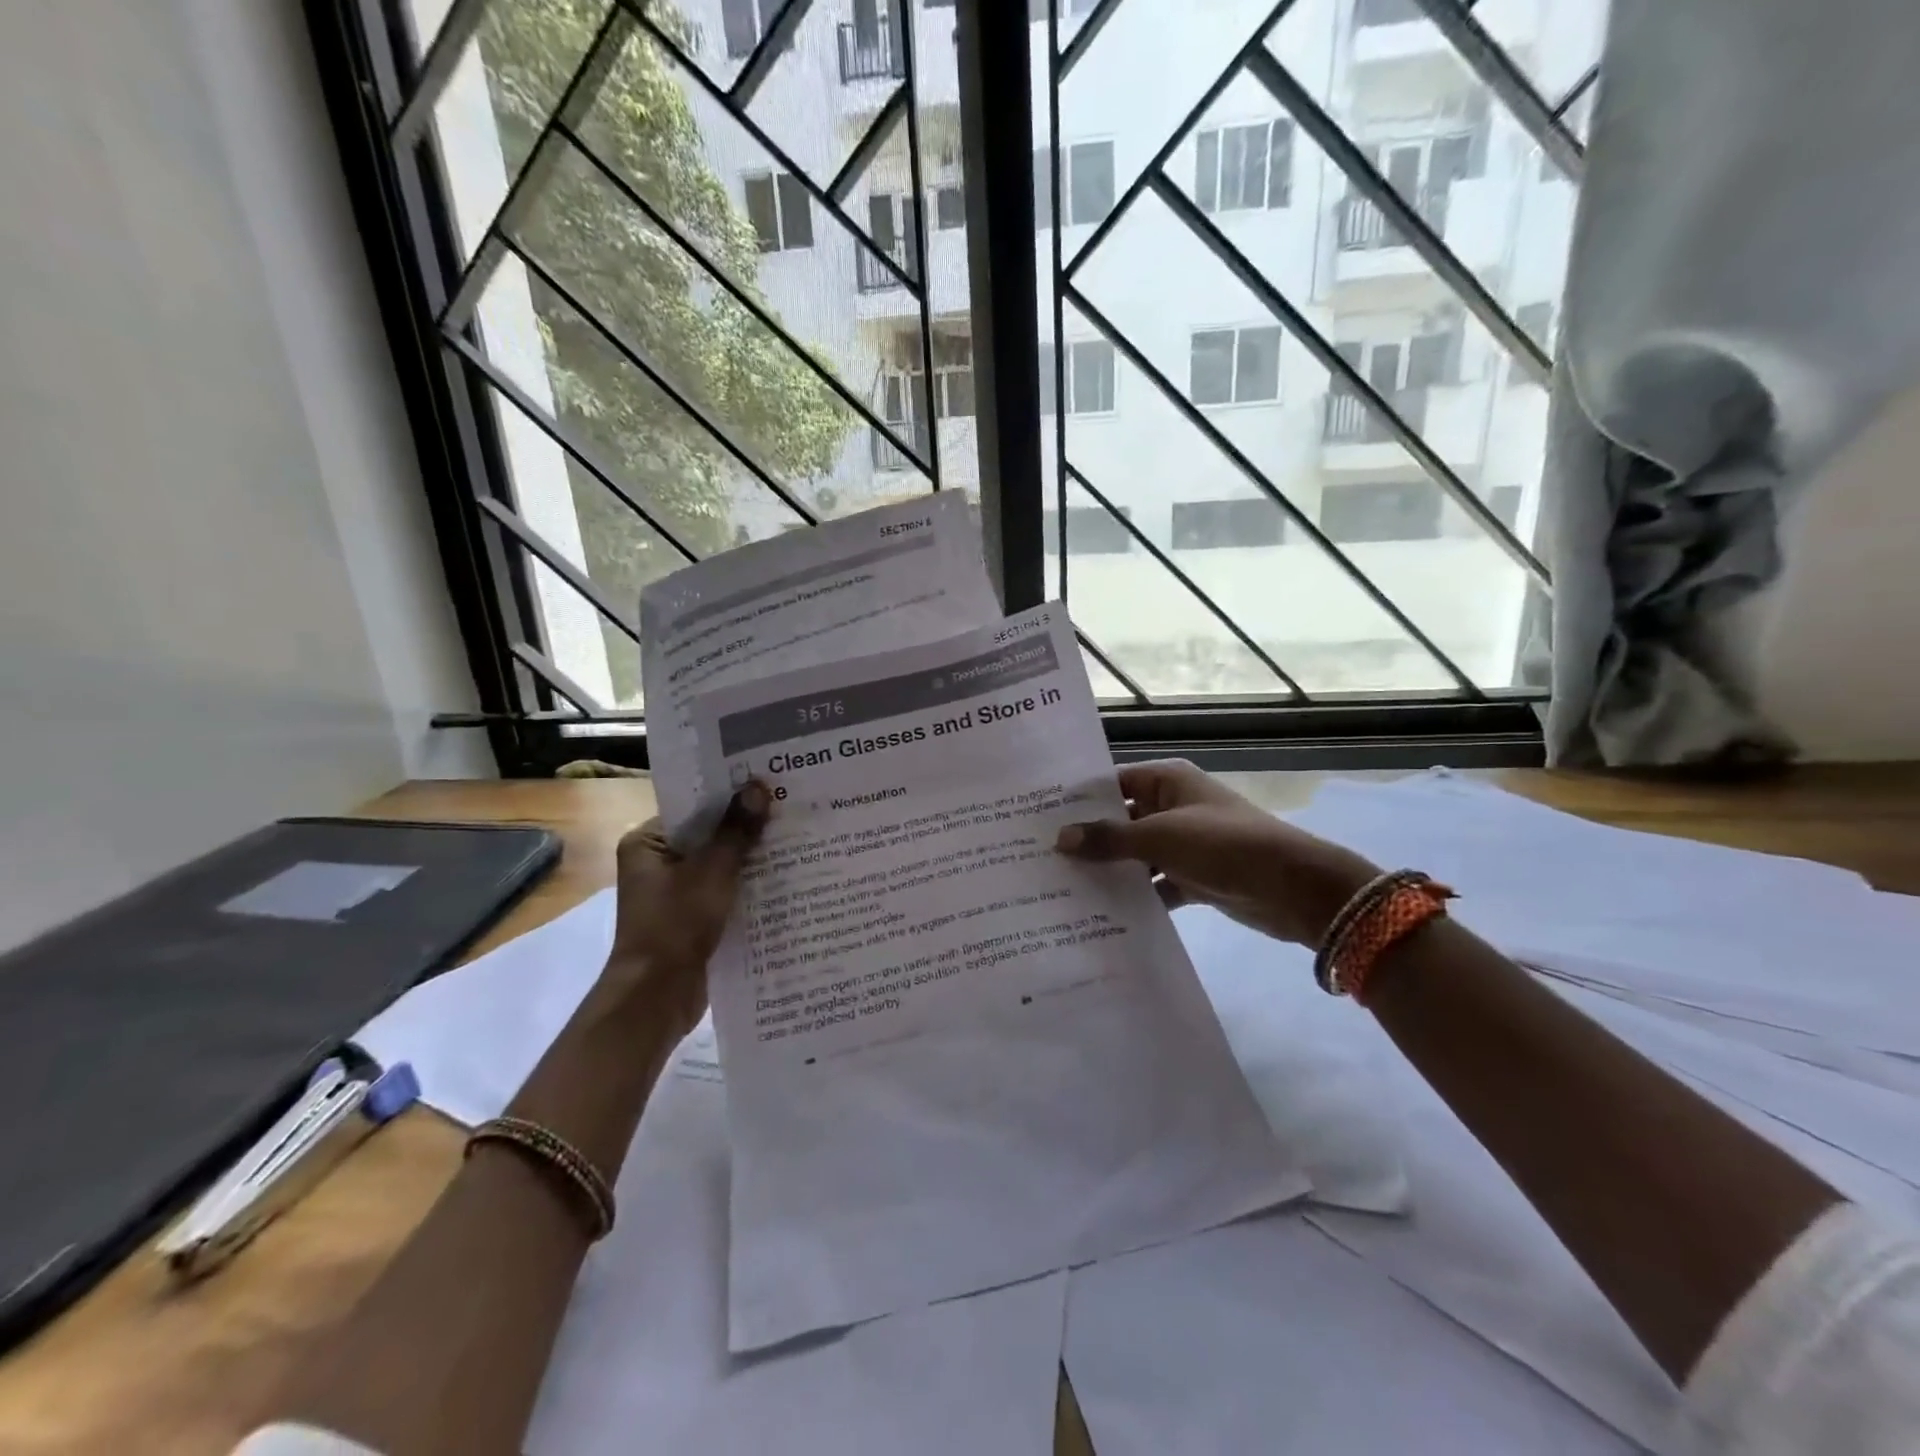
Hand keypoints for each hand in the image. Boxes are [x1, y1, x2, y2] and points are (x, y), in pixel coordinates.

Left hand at [598, 782, 771, 1035]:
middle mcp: (658, 863)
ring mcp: (676, 893)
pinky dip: (749, 886)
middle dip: (748, 827)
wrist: (658, 997)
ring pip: (721, 865)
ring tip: (798, 838)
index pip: (694, 807)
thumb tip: (758, 786)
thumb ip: (737, 830)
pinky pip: (725, 891)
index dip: (731, 796)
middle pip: (710, 835)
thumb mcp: (712, 872)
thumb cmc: (676, 925)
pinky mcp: (693, 918)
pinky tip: (786, 878)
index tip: (769, 783)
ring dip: (752, 859)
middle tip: (792, 808)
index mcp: (648, 843)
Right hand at [1055, 760, 1378, 946]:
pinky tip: (1102, 912)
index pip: (1113, 784)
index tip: (1038, 818)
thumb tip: (1060, 838)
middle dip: (1089, 839)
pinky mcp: (1195, 877)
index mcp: (1167, 782)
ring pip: (1136, 855)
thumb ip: (1109, 838)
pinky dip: (1136, 895)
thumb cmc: (1223, 845)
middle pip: (1121, 820)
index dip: (1079, 800)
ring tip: (1061, 886)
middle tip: (1040, 856)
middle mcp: (1173, 807)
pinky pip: (1156, 883)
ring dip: (1111, 870)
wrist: (1294, 889)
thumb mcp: (1161, 837)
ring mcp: (1184, 844)